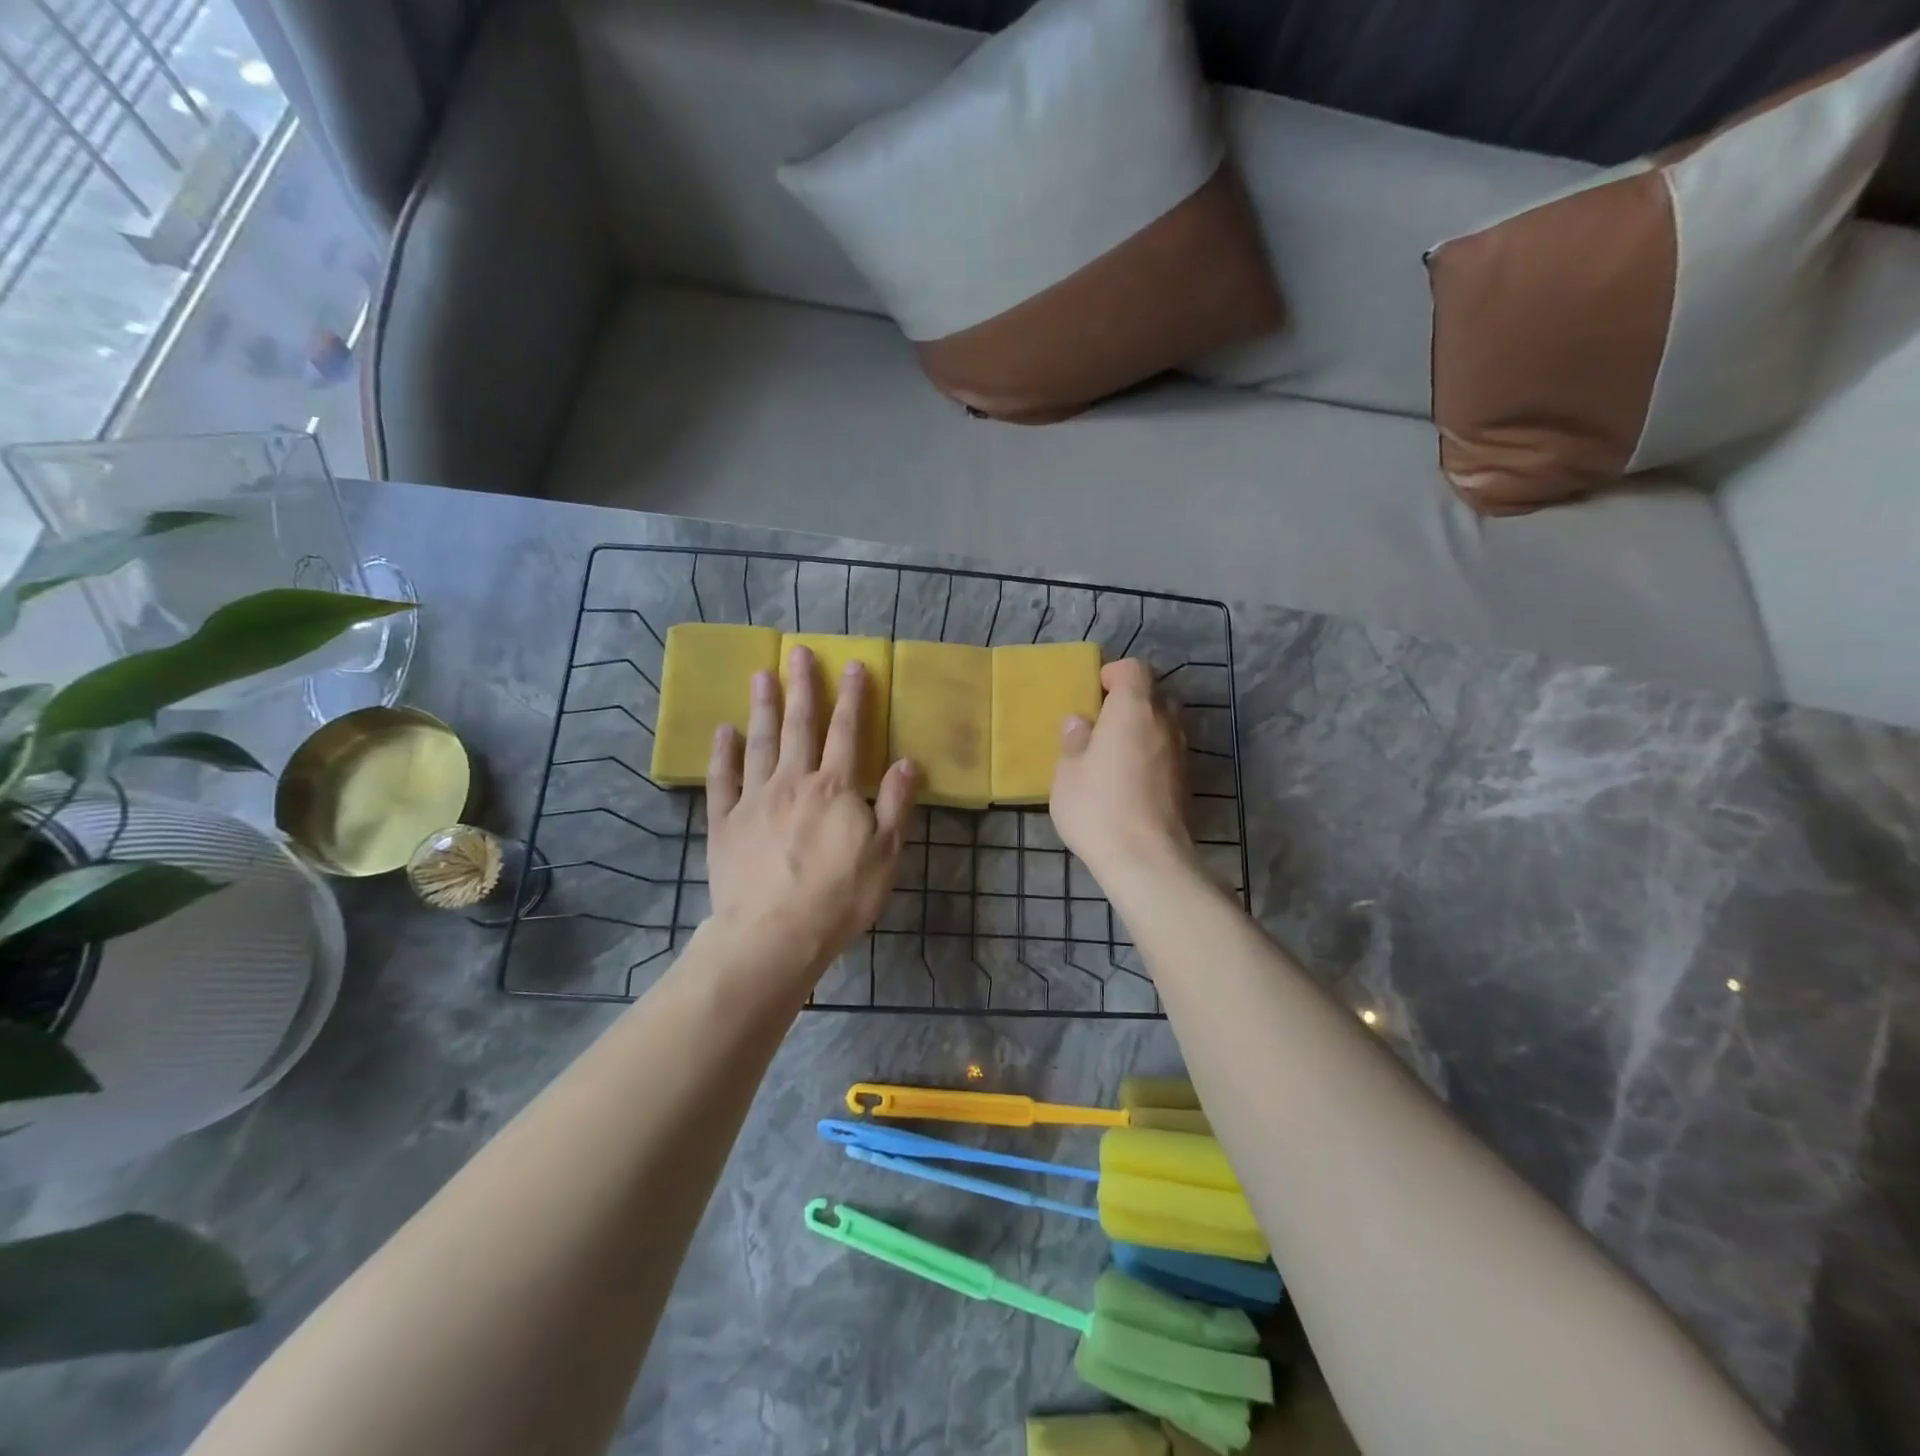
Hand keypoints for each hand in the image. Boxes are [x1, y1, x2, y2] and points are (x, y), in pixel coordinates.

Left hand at [704, 645, 917, 978]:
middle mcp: (792, 782)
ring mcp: (754, 800)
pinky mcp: (725, 823)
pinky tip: (724, 731)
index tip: (853, 664)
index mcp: (834, 788)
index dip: (852, 697)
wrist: (773, 935)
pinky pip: (722, 780)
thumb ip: (895, 803)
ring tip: (761, 676)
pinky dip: (723, 753)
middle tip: (798, 653)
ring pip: (760, 743)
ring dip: (763, 708)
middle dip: (802, 687)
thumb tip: (908, 761)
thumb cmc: (839, 897)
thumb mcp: (885, 853)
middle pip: (799, 726)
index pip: (846, 732)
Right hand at [1051, 659, 1193, 878]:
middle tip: (1104, 723)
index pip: (1135, 669)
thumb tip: (1079, 722)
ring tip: (1116, 753)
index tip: (1095, 692)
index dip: (1115, 673)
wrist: (1148, 860)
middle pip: (1156, 694)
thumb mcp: (1068, 773)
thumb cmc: (1098, 808)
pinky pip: (1169, 753)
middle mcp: (1165, 723)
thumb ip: (1074, 741)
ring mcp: (1182, 753)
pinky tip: (1131, 780)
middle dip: (1132, 701)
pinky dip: (1153, 755)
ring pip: (1166, 725)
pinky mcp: (1188, 782)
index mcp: (1134, 709)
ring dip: (1144, 729)